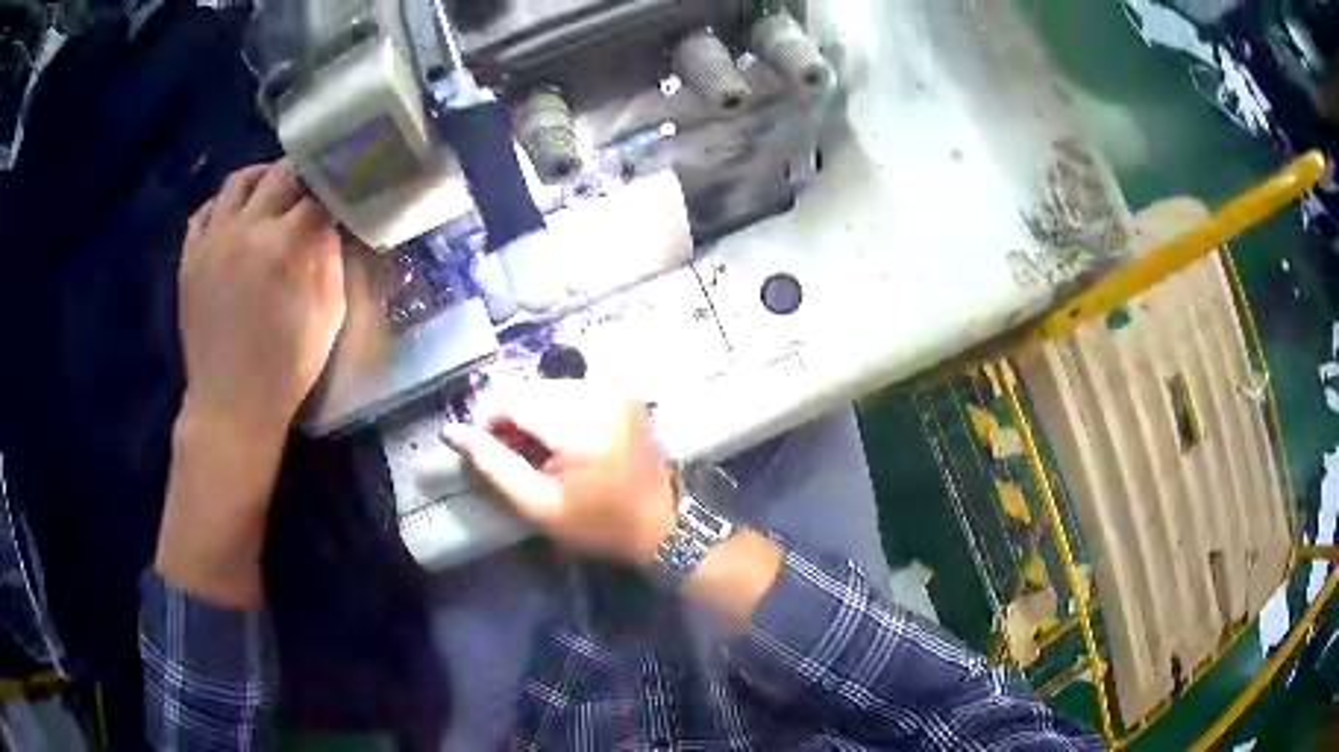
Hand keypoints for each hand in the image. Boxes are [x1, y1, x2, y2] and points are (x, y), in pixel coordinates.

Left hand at [177, 160, 344, 438]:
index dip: (336, 185)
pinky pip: (204, 211)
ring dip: (261, 177)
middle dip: (303, 174)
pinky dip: (222, 205)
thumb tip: (333, 224)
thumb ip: (332, 258)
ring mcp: (214, 239)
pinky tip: (234, 214)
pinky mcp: (190, 257)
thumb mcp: (329, 313)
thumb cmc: (287, 365)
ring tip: (271, 188)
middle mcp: (249, 227)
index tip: (344, 188)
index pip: (320, 190)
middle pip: (282, 174)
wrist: (231, 404)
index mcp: (289, 243)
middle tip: (312, 185)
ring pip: (239, 181)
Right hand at [442, 382, 676, 565]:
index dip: (486, 420)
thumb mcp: (539, 506)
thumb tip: (452, 432)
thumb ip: (493, 465)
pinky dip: (553, 411)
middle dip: (510, 418)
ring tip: (540, 454)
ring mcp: (614, 388)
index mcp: (580, 423)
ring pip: (545, 387)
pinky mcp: (621, 391)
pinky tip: (560, 442)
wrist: (662, 525)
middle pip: (527, 388)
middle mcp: (599, 392)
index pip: (510, 398)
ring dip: (531, 414)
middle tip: (517, 458)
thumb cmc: (600, 525)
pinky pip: (569, 390)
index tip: (486, 451)